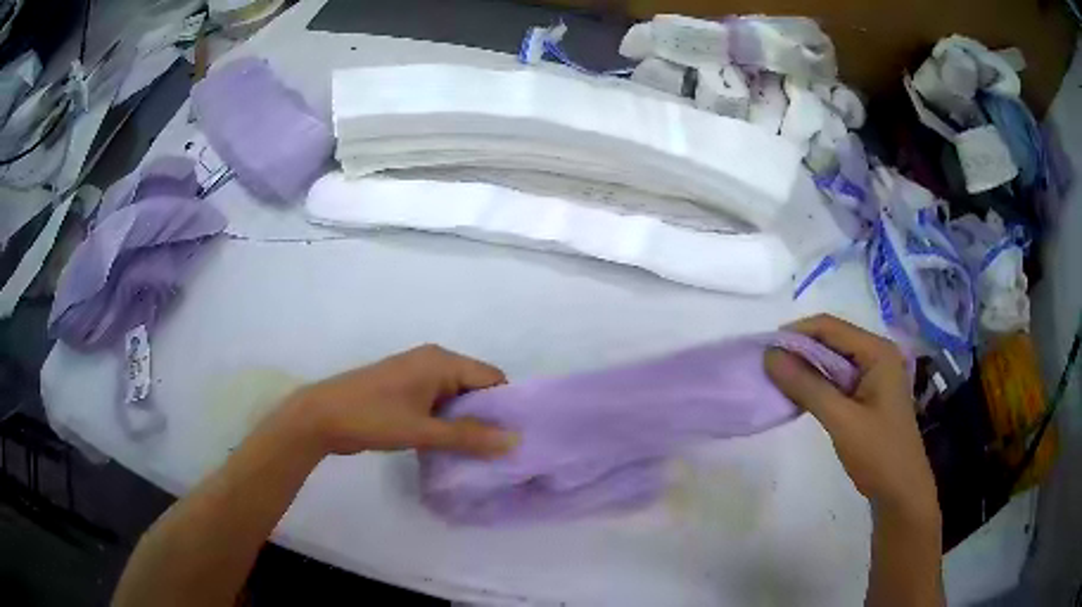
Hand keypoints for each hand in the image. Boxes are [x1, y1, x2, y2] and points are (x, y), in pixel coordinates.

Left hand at [274, 345, 516, 458]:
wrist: (321, 417)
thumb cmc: (373, 418)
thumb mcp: (423, 430)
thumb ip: (470, 436)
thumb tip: (515, 440)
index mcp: (441, 361)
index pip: (492, 378)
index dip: (506, 406)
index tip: (515, 437)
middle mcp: (432, 361)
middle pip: (475, 387)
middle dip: (487, 416)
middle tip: (498, 450)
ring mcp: (416, 375)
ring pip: (456, 397)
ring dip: (466, 422)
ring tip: (478, 453)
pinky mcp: (404, 390)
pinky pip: (438, 403)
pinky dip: (447, 422)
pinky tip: (450, 446)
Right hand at [765, 315, 938, 522]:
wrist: (901, 490)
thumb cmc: (878, 453)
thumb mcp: (841, 420)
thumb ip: (807, 386)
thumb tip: (770, 356)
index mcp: (878, 351)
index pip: (830, 326)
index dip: (796, 333)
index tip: (764, 350)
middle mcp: (877, 354)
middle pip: (832, 339)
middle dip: (799, 350)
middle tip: (767, 368)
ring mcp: (875, 374)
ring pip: (833, 359)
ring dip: (806, 368)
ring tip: (777, 381)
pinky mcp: (869, 393)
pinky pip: (838, 378)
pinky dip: (817, 384)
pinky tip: (799, 396)